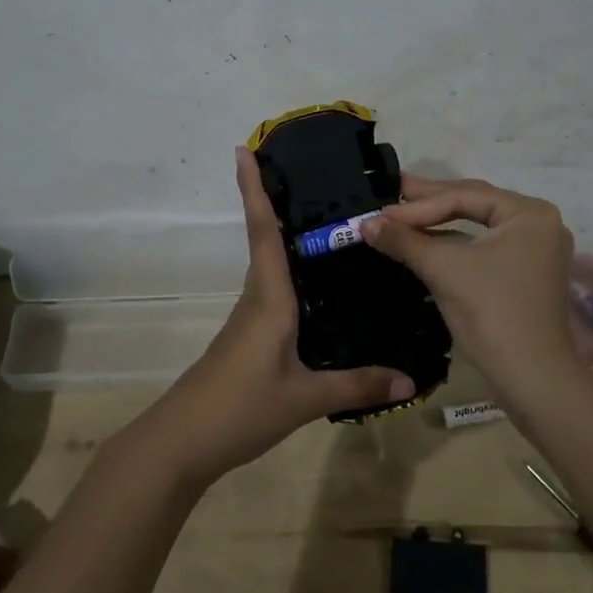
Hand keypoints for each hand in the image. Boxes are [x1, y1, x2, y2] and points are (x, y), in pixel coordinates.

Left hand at [146, 148, 414, 485]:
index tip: (244, 149)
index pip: (263, 231)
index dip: (254, 189)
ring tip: (326, 220)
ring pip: (270, 266)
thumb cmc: (240, 408)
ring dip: (283, 235)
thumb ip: (358, 385)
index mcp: (269, 298)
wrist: (182, 443)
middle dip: (275, 201)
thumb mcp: (304, 398)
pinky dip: (291, 274)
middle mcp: (258, 298)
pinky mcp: (251, 338)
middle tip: (310, 173)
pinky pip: (275, 292)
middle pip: (265, 239)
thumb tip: (411, 380)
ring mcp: (250, 319)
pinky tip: (317, 286)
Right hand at [363, 175, 579, 396]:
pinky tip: (425, 242)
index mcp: (528, 213)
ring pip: (477, 227)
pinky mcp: (525, 275)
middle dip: (430, 203)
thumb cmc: (491, 312)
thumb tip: (365, 223)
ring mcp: (534, 251)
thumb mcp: (443, 269)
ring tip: (402, 214)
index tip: (380, 212)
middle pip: (474, 204)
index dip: (418, 204)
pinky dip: (453, 244)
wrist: (530, 376)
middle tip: (393, 191)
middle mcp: (538, 224)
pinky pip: (483, 248)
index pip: (464, 196)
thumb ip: (404, 240)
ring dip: (438, 223)